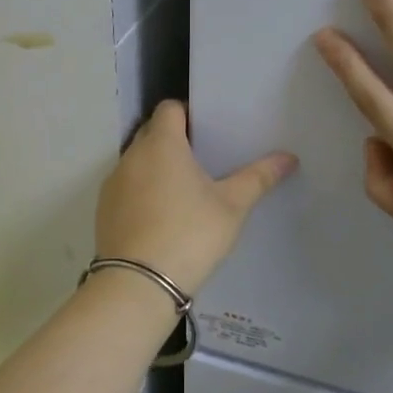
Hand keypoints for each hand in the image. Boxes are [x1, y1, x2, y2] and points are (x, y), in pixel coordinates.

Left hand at [94, 101, 298, 295]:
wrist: (139, 283)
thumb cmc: (190, 234)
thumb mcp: (232, 207)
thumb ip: (258, 177)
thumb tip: (289, 157)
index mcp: (162, 144)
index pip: (170, 108)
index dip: (188, 113)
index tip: (209, 131)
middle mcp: (131, 156)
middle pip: (151, 132)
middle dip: (174, 139)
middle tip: (203, 159)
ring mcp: (113, 184)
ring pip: (137, 162)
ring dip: (156, 167)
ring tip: (183, 189)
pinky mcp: (103, 210)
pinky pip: (126, 188)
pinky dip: (141, 192)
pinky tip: (161, 216)